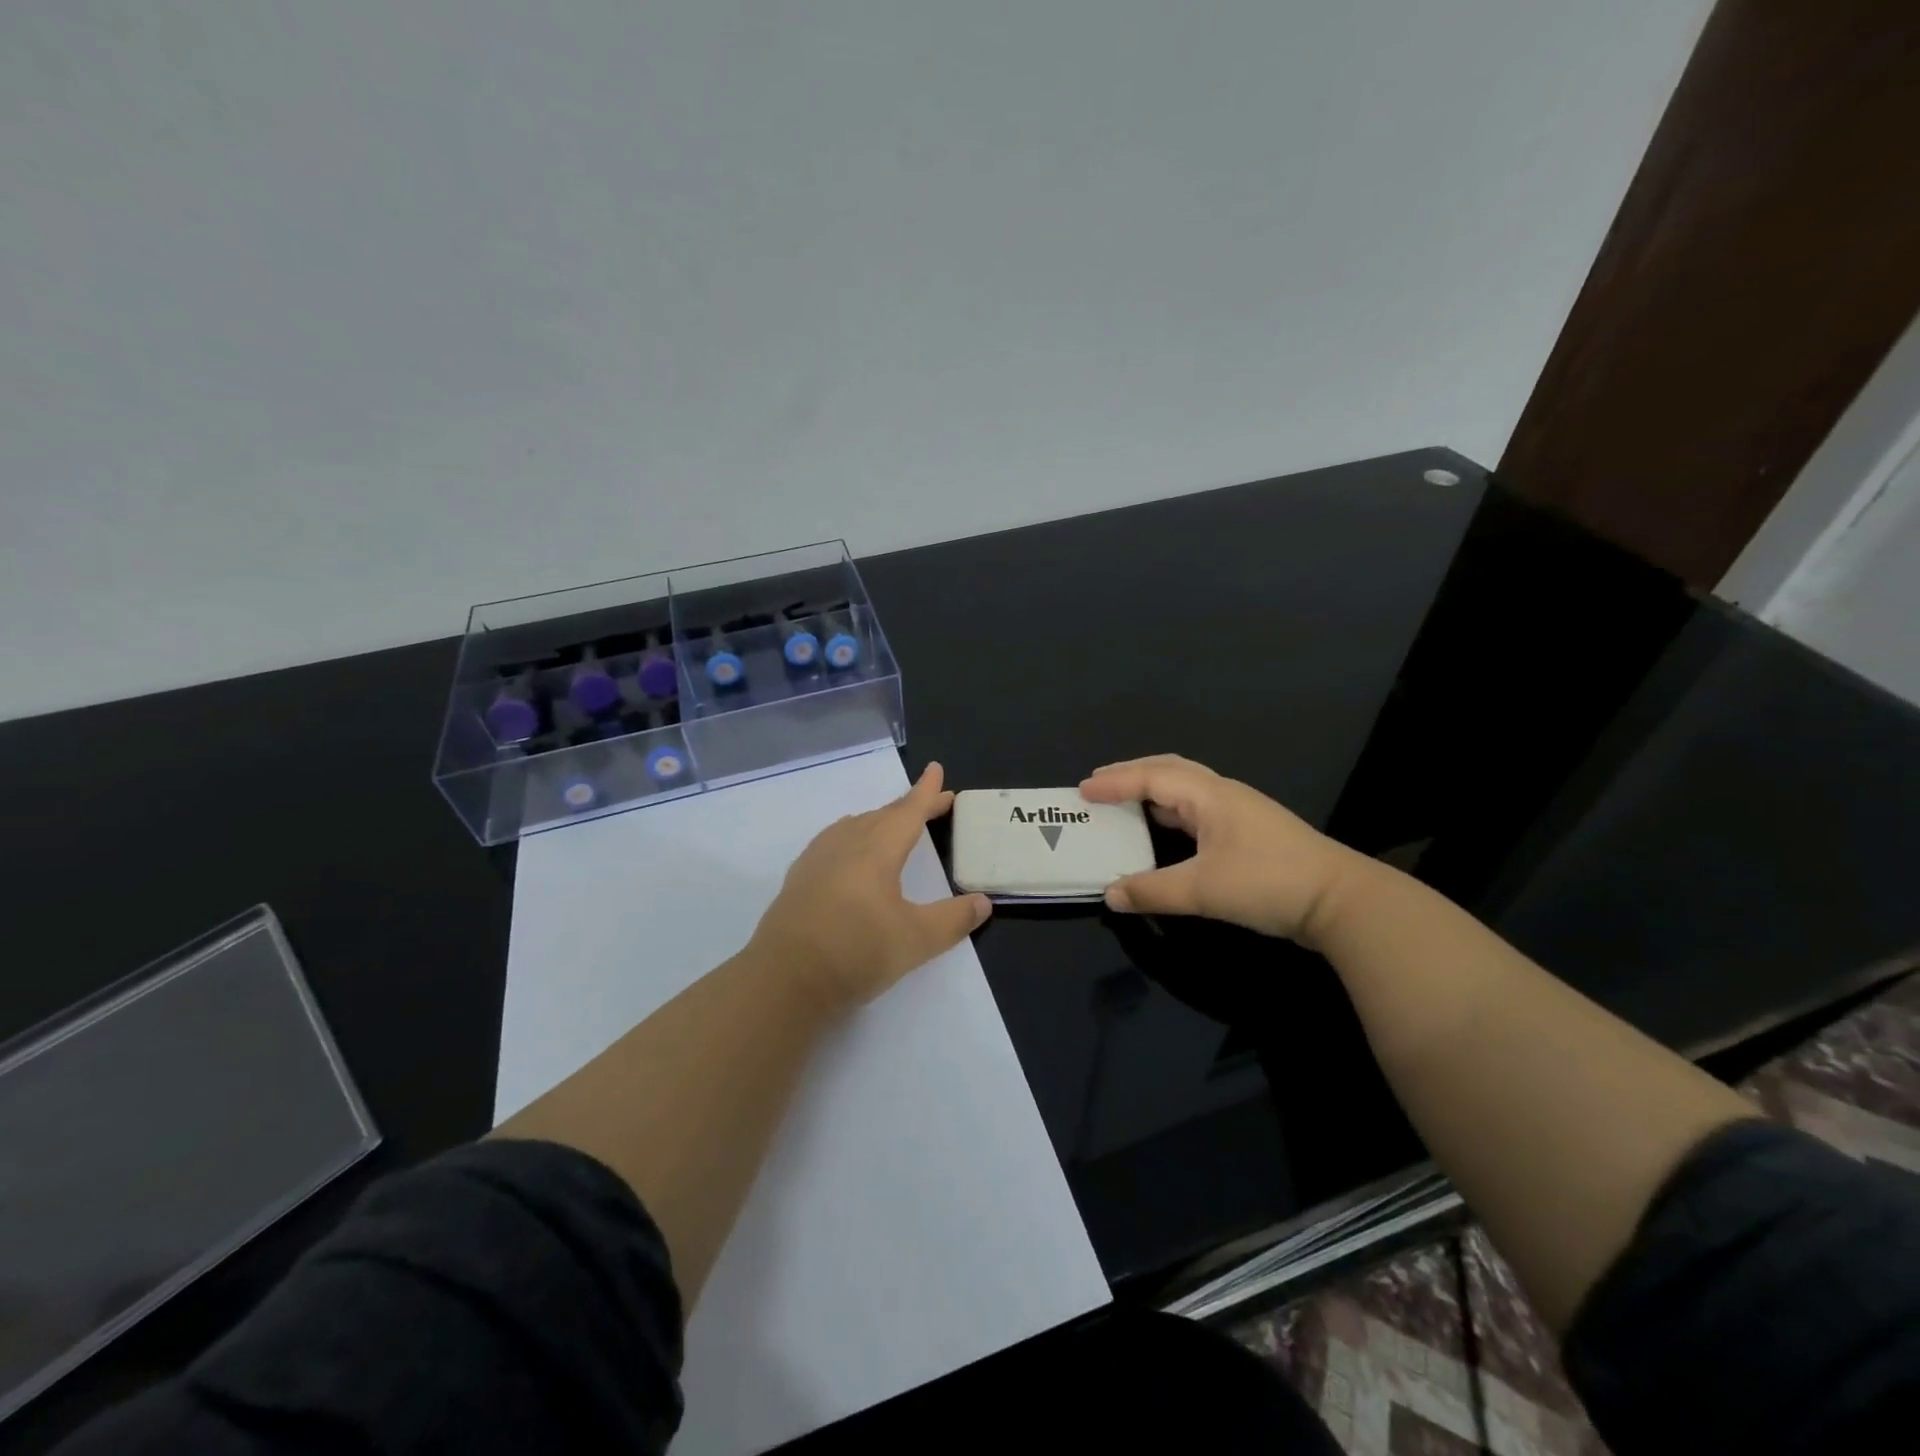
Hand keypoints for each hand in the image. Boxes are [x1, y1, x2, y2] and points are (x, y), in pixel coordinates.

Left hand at [750, 762, 991, 1009]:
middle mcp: (846, 844)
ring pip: (855, 826)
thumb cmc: (856, 952)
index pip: (908, 811)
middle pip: (882, 815)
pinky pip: (833, 842)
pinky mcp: (799, 879)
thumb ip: (953, 919)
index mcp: (876, 849)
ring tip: (894, 825)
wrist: (784, 980)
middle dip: (910, 807)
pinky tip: (850, 855)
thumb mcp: (916, 940)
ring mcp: (817, 859)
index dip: (926, 792)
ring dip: (880, 821)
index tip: (936, 769)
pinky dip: (853, 837)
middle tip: (932, 804)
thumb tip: (983, 903)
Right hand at [1079, 754, 1368, 945]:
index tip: (1082, 790)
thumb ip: (1152, 891)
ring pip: (1185, 787)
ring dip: (1151, 789)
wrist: (1341, 901)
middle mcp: (1222, 793)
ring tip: (1123, 801)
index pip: (1151, 777)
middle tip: (1098, 785)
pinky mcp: (1250, 831)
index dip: (1114, 782)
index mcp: (1209, 795)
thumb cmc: (1267, 883)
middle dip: (1131, 774)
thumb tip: (1110, 895)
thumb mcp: (1202, 890)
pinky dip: (1170, 810)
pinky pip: (1197, 807)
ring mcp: (1239, 811)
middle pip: (1169, 769)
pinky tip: (1164, 828)